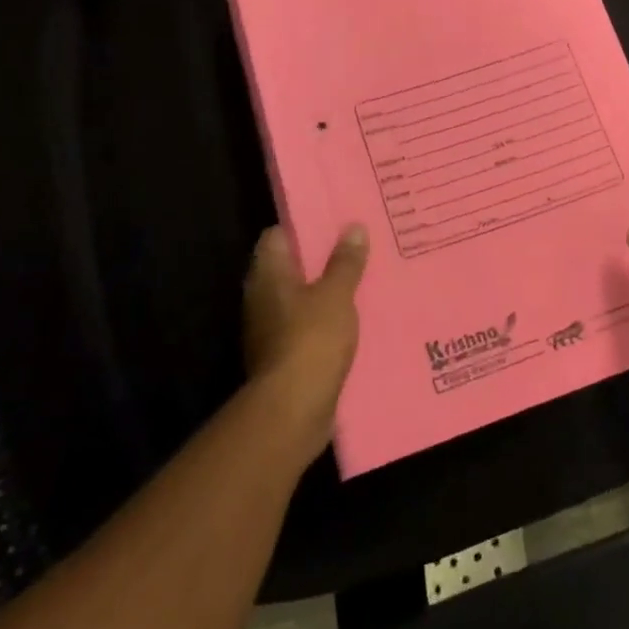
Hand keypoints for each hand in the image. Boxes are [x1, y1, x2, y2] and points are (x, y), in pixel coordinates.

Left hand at [241, 224, 368, 454]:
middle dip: (322, 258)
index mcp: (268, 275)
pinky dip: (328, 319)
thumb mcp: (336, 294)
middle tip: (359, 246)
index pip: (277, 236)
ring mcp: (271, 329)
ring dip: (328, 290)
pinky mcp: (285, 355)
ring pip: (302, 298)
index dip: (304, 225)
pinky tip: (357, 317)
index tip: (335, 219)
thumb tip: (353, 227)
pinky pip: (309, 326)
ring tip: (366, 278)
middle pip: (291, 267)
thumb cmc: (311, 339)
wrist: (293, 409)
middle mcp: (262, 298)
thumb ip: (345, 262)